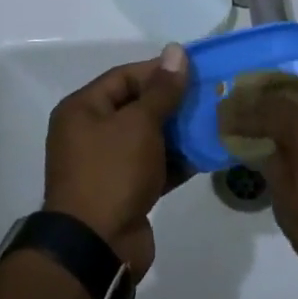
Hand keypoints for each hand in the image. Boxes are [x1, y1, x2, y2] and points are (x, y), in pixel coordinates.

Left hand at [44, 44, 188, 277]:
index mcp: (83, 109)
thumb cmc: (112, 172)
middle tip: (210, 95)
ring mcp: (107, 165)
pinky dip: (177, 160)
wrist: (96, 247)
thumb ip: (162, 89)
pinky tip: (207, 153)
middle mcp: (90, 133)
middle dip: (173, 102)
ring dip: (179, 132)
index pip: (125, 76)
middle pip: (137, 106)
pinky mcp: (125, 191)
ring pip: (149, 138)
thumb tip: (176, 51)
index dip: (159, 71)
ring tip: (215, 121)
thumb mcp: (139, 124)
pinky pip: (154, 166)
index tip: (196, 70)